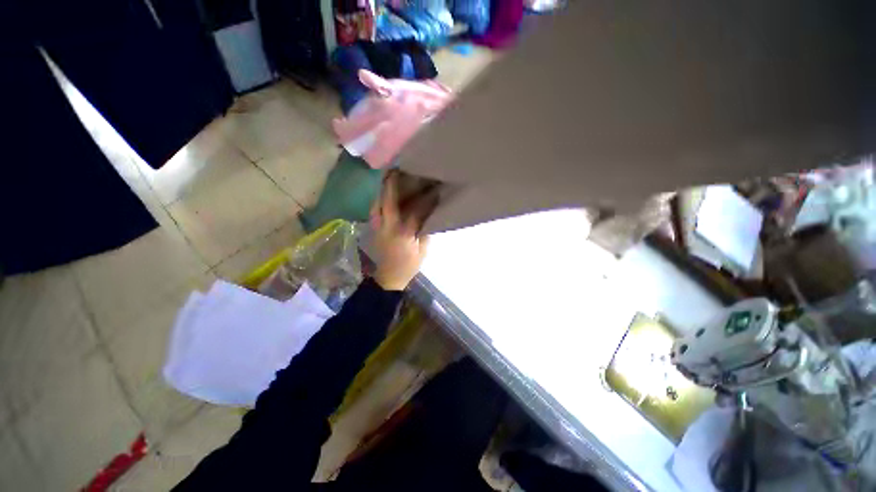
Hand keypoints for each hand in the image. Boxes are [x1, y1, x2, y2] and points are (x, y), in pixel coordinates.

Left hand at [371, 172, 428, 290]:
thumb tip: (428, 216)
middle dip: (391, 184)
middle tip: (397, 169)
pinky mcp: (374, 229)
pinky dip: (380, 200)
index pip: (415, 211)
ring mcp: (378, 227)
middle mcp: (387, 226)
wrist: (388, 279)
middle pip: (387, 200)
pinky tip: (385, 196)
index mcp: (403, 233)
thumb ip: (424, 232)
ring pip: (377, 203)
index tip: (432, 189)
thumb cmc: (408, 266)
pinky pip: (375, 210)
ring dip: (383, 190)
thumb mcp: (422, 251)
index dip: (424, 199)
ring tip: (389, 178)